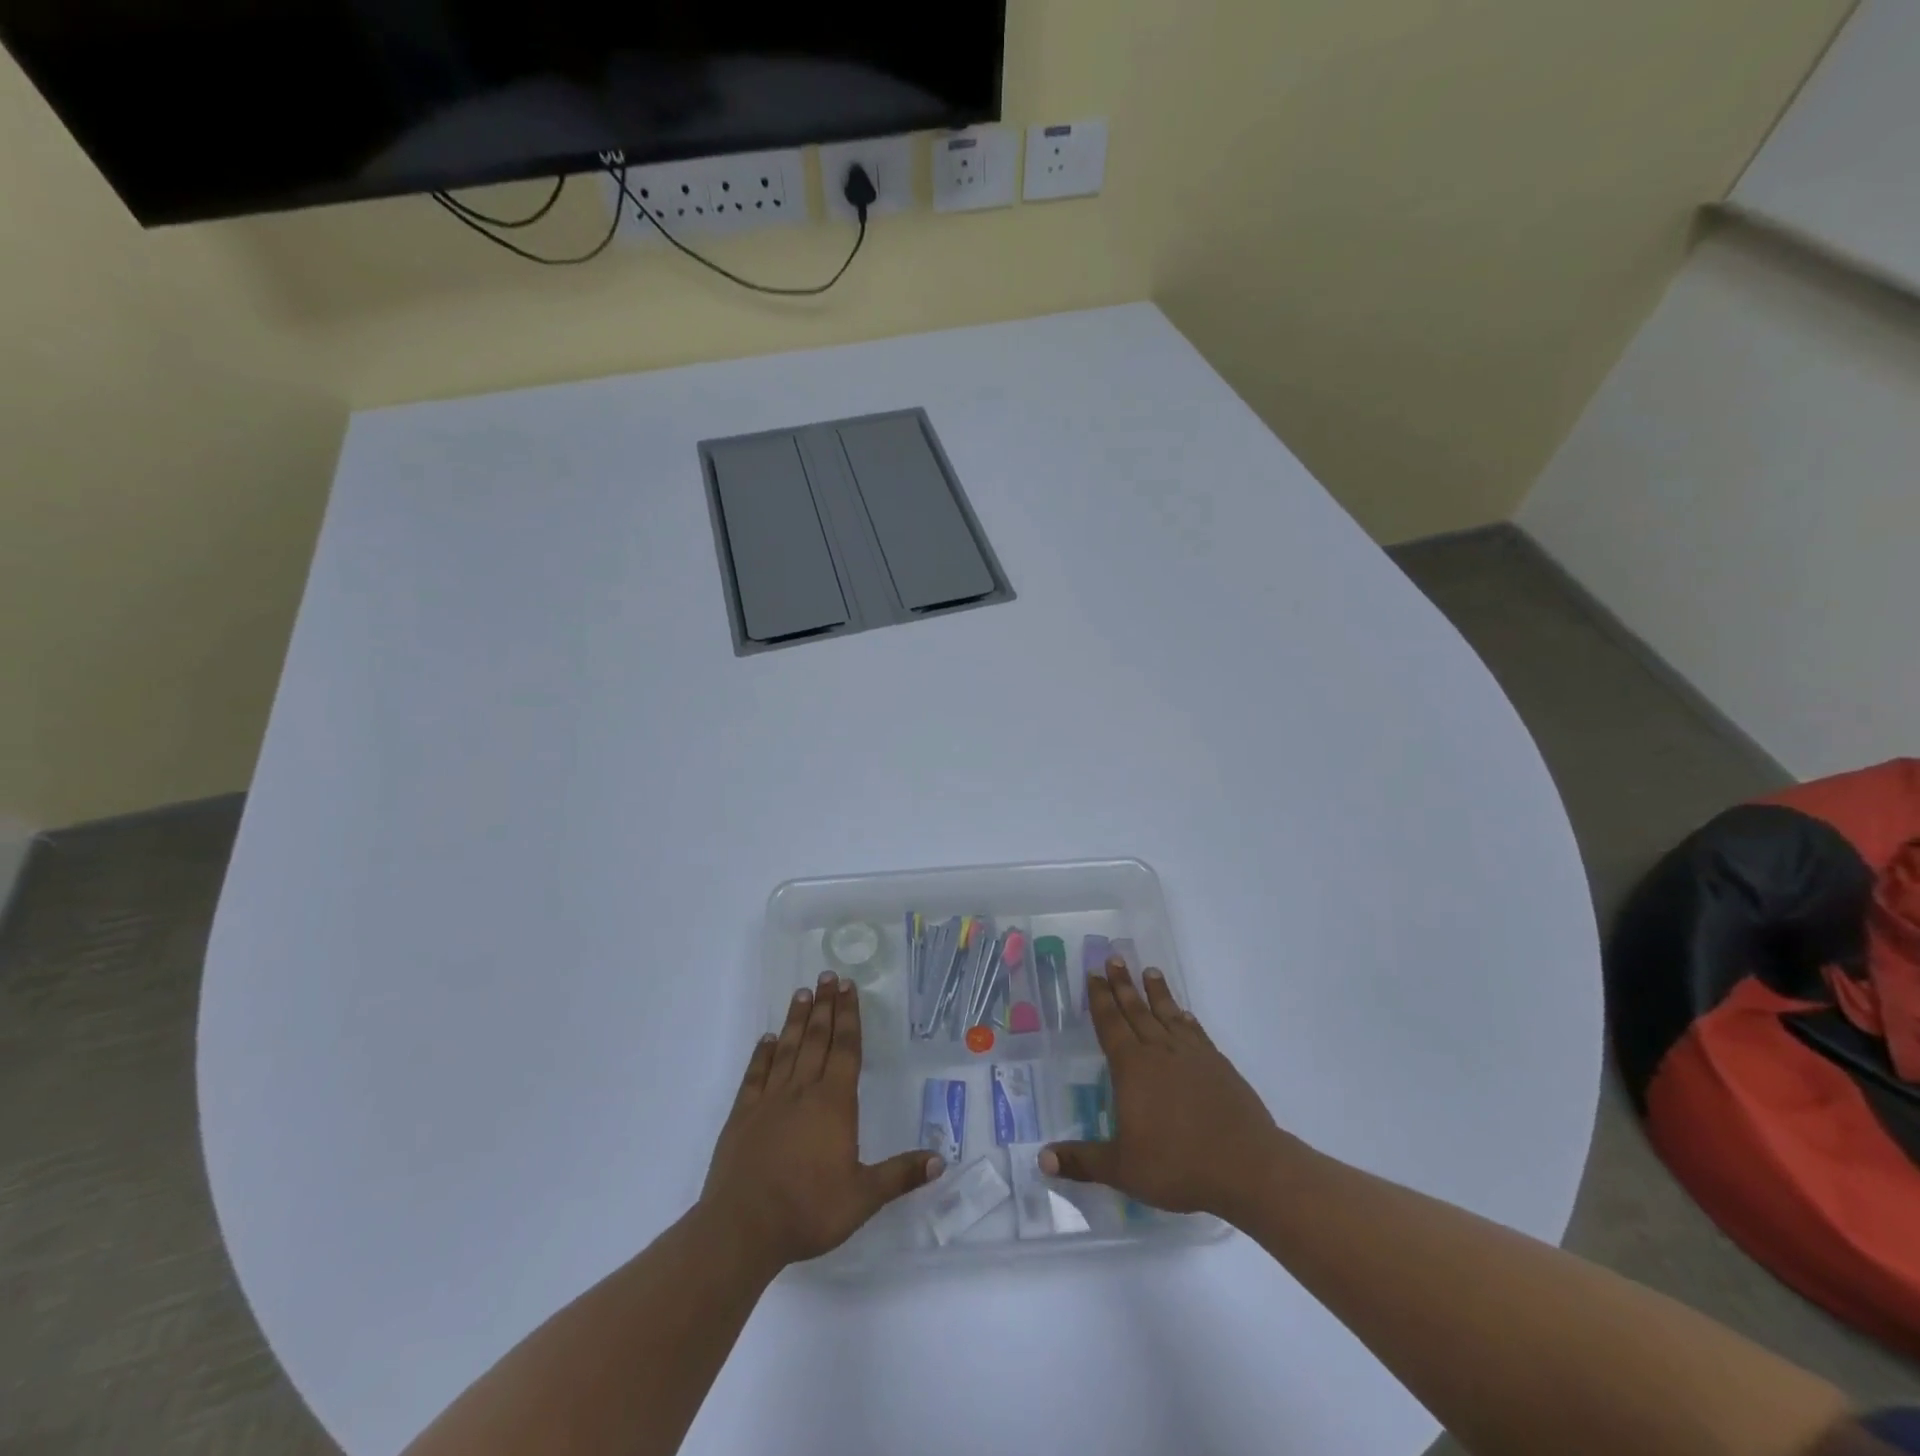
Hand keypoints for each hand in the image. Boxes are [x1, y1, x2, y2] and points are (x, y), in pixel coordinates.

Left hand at [701, 972, 942, 1271]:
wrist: (742, 1229)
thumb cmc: (808, 1211)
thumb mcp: (862, 1198)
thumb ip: (900, 1175)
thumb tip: (940, 1159)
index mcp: (834, 1104)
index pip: (846, 1049)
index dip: (849, 1016)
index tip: (849, 988)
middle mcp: (802, 1092)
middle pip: (817, 1040)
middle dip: (826, 1006)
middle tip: (828, 976)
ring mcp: (769, 1101)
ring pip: (787, 1049)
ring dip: (797, 1020)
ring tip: (802, 993)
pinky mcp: (742, 1115)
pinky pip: (756, 1075)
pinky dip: (762, 1053)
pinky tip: (767, 1039)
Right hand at [1041, 958, 1280, 1219]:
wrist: (1248, 1166)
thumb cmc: (1178, 1165)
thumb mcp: (1123, 1169)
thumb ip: (1082, 1161)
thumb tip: (1042, 1160)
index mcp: (1132, 1068)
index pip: (1110, 1024)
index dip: (1100, 999)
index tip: (1094, 973)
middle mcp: (1160, 1052)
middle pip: (1136, 1010)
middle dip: (1123, 984)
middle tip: (1115, 957)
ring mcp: (1192, 1056)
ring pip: (1168, 1015)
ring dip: (1157, 993)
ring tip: (1150, 971)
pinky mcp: (1219, 1066)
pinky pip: (1196, 1032)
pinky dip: (1187, 1019)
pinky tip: (1185, 1014)